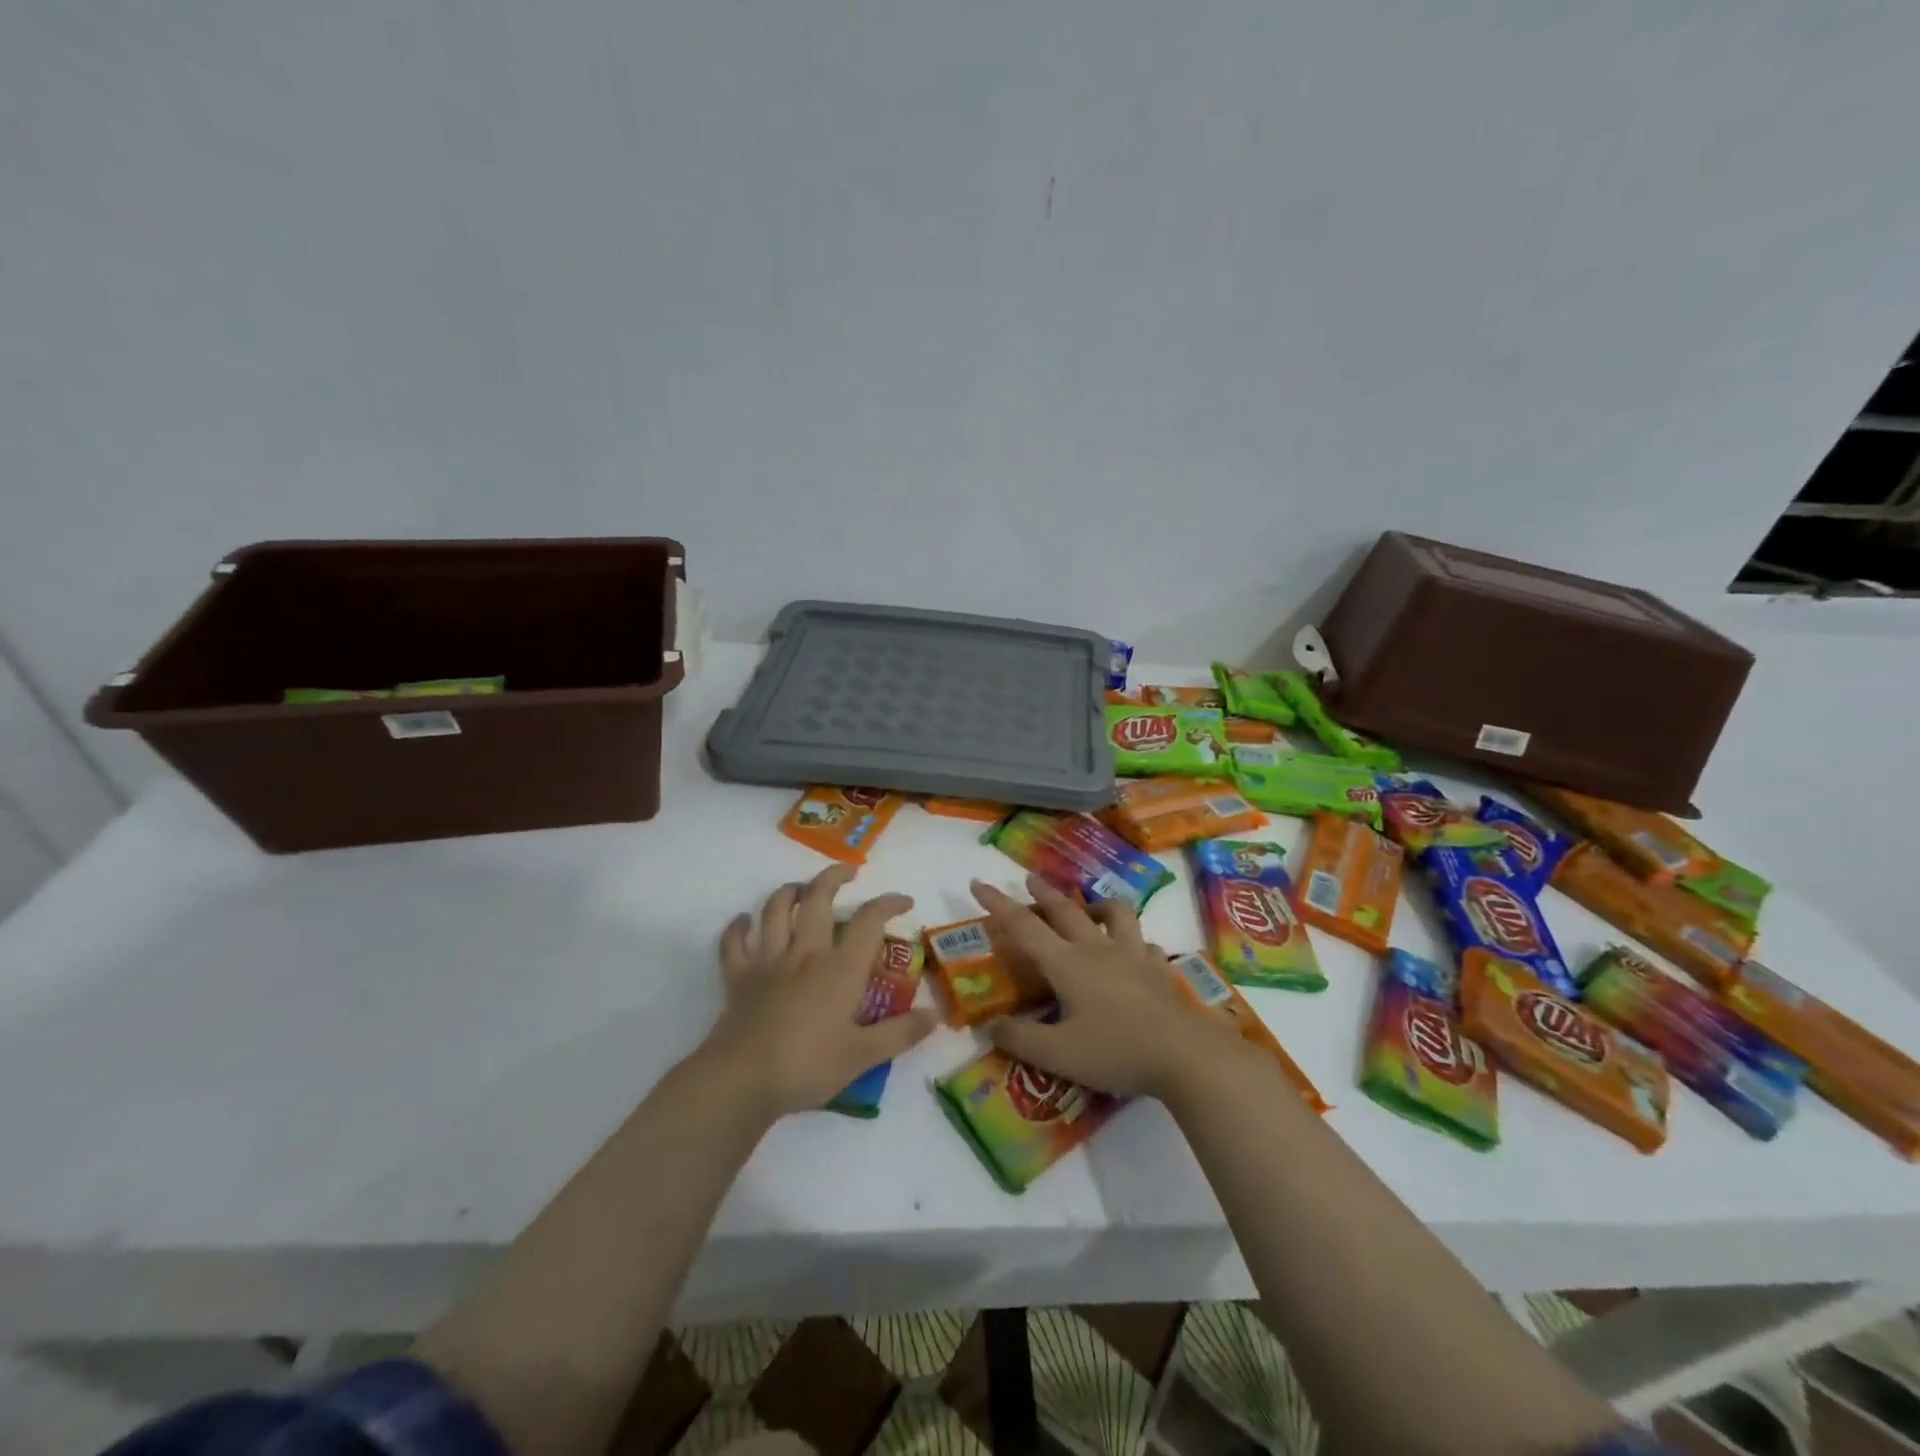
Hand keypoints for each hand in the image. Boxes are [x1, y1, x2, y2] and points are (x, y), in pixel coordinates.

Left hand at [702, 865, 937, 1119]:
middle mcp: (805, 953)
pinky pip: (735, 943)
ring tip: (802, 888)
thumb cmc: (807, 1067)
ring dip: (790, 892)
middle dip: (834, 877)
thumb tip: (935, 1015)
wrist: (741, 1081)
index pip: (869, 921)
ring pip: (776, 910)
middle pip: (819, 898)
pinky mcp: (739, 977)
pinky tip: (743, 921)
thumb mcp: (863, 1057)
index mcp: (840, 968)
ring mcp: (769, 962)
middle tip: (848, 872)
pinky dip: (738, 927)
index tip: (904, 901)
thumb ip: (901, 1033)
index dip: (888, 903)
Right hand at [971, 875, 1249, 1099]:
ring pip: (1114, 914)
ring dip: (1097, 904)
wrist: (1186, 1055)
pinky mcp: (1160, 970)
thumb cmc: (1116, 1051)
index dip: (998, 904)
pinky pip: (1146, 946)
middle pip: (1066, 911)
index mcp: (1068, 963)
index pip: (1024, 926)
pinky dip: (1136, 943)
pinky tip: (1137, 953)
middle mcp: (1098, 949)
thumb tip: (990, 1026)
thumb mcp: (1058, 1054)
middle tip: (1030, 877)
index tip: (978, 882)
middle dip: (1044, 893)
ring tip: (1089, 907)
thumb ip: (1021, 1039)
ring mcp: (1134, 955)